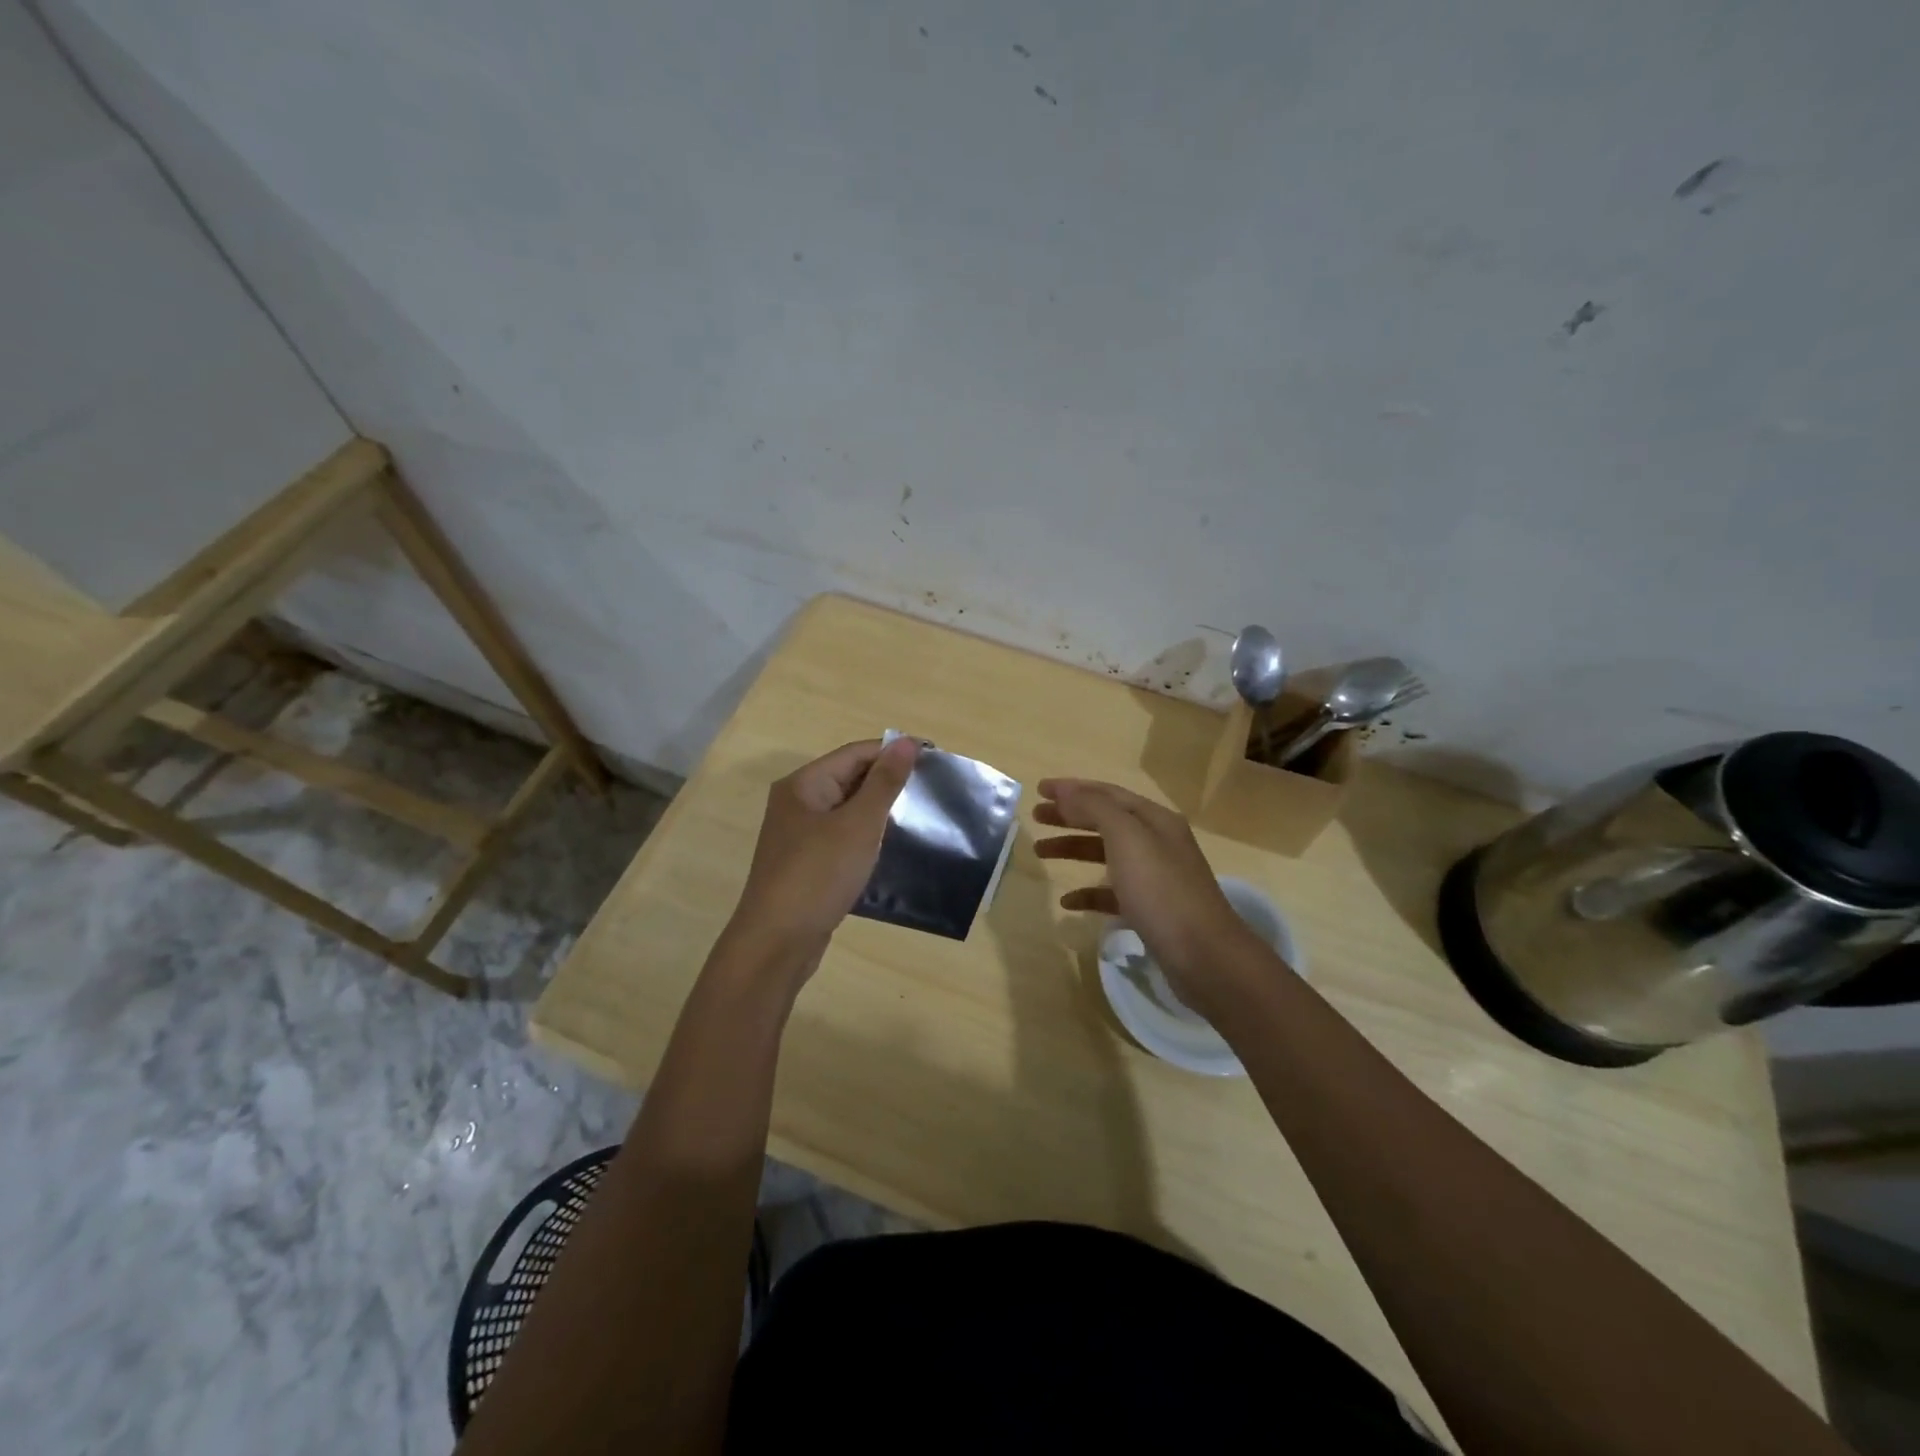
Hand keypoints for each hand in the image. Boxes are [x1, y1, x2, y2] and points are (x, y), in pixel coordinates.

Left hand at [726, 737, 918, 967]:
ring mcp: (799, 835)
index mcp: (803, 785)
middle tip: (931, 789)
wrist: (777, 943)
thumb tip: (907, 741)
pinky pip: (842, 836)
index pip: (855, 753)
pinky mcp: (806, 863)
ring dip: (879, 810)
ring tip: (918, 815)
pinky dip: (866, 835)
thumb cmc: (818, 875)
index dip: (894, 752)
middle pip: (849, 778)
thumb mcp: (858, 824)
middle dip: (888, 781)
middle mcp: (797, 803)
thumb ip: (884, 782)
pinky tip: (890, 847)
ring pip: (847, 809)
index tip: (934, 759)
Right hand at [1034, 779, 1263, 1012]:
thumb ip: (1094, 809)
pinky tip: (1067, 902)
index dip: (1072, 789)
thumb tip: (1065, 791)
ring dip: (1073, 849)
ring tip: (1040, 852)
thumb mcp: (1127, 839)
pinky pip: (1111, 893)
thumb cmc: (1162, 890)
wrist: (1204, 956)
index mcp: (1154, 819)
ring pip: (1106, 854)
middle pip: (1105, 821)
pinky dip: (1088, 892)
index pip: (1107, 793)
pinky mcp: (1150, 910)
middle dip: (1069, 816)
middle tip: (1035, 817)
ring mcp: (1154, 877)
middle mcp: (1157, 842)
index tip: (1039, 790)